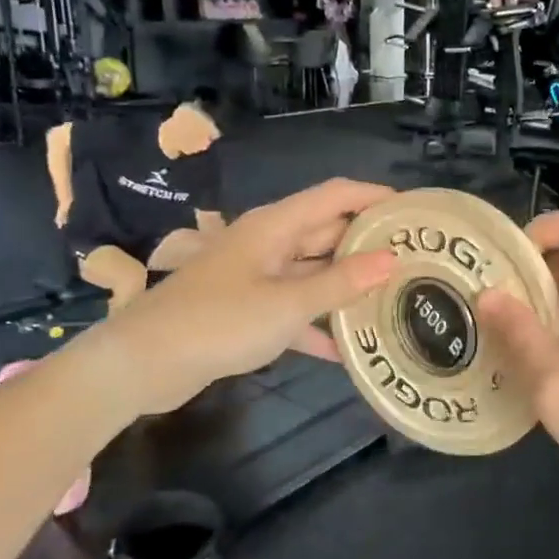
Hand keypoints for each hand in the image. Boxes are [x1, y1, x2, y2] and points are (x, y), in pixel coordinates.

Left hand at [87, 179, 396, 418]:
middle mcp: (270, 243)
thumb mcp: (287, 304)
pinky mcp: (249, 309)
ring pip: (314, 272)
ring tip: (394, 298)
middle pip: (328, 232)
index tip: (413, 211)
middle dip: (368, 244)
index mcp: (276, 226)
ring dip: (347, 286)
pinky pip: (295, 308)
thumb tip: (392, 260)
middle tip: (414, 261)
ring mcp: (258, 277)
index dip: (374, 196)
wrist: (143, 363)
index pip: (335, 195)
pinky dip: (318, 323)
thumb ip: (340, 283)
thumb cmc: (218, 321)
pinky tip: (348, 349)